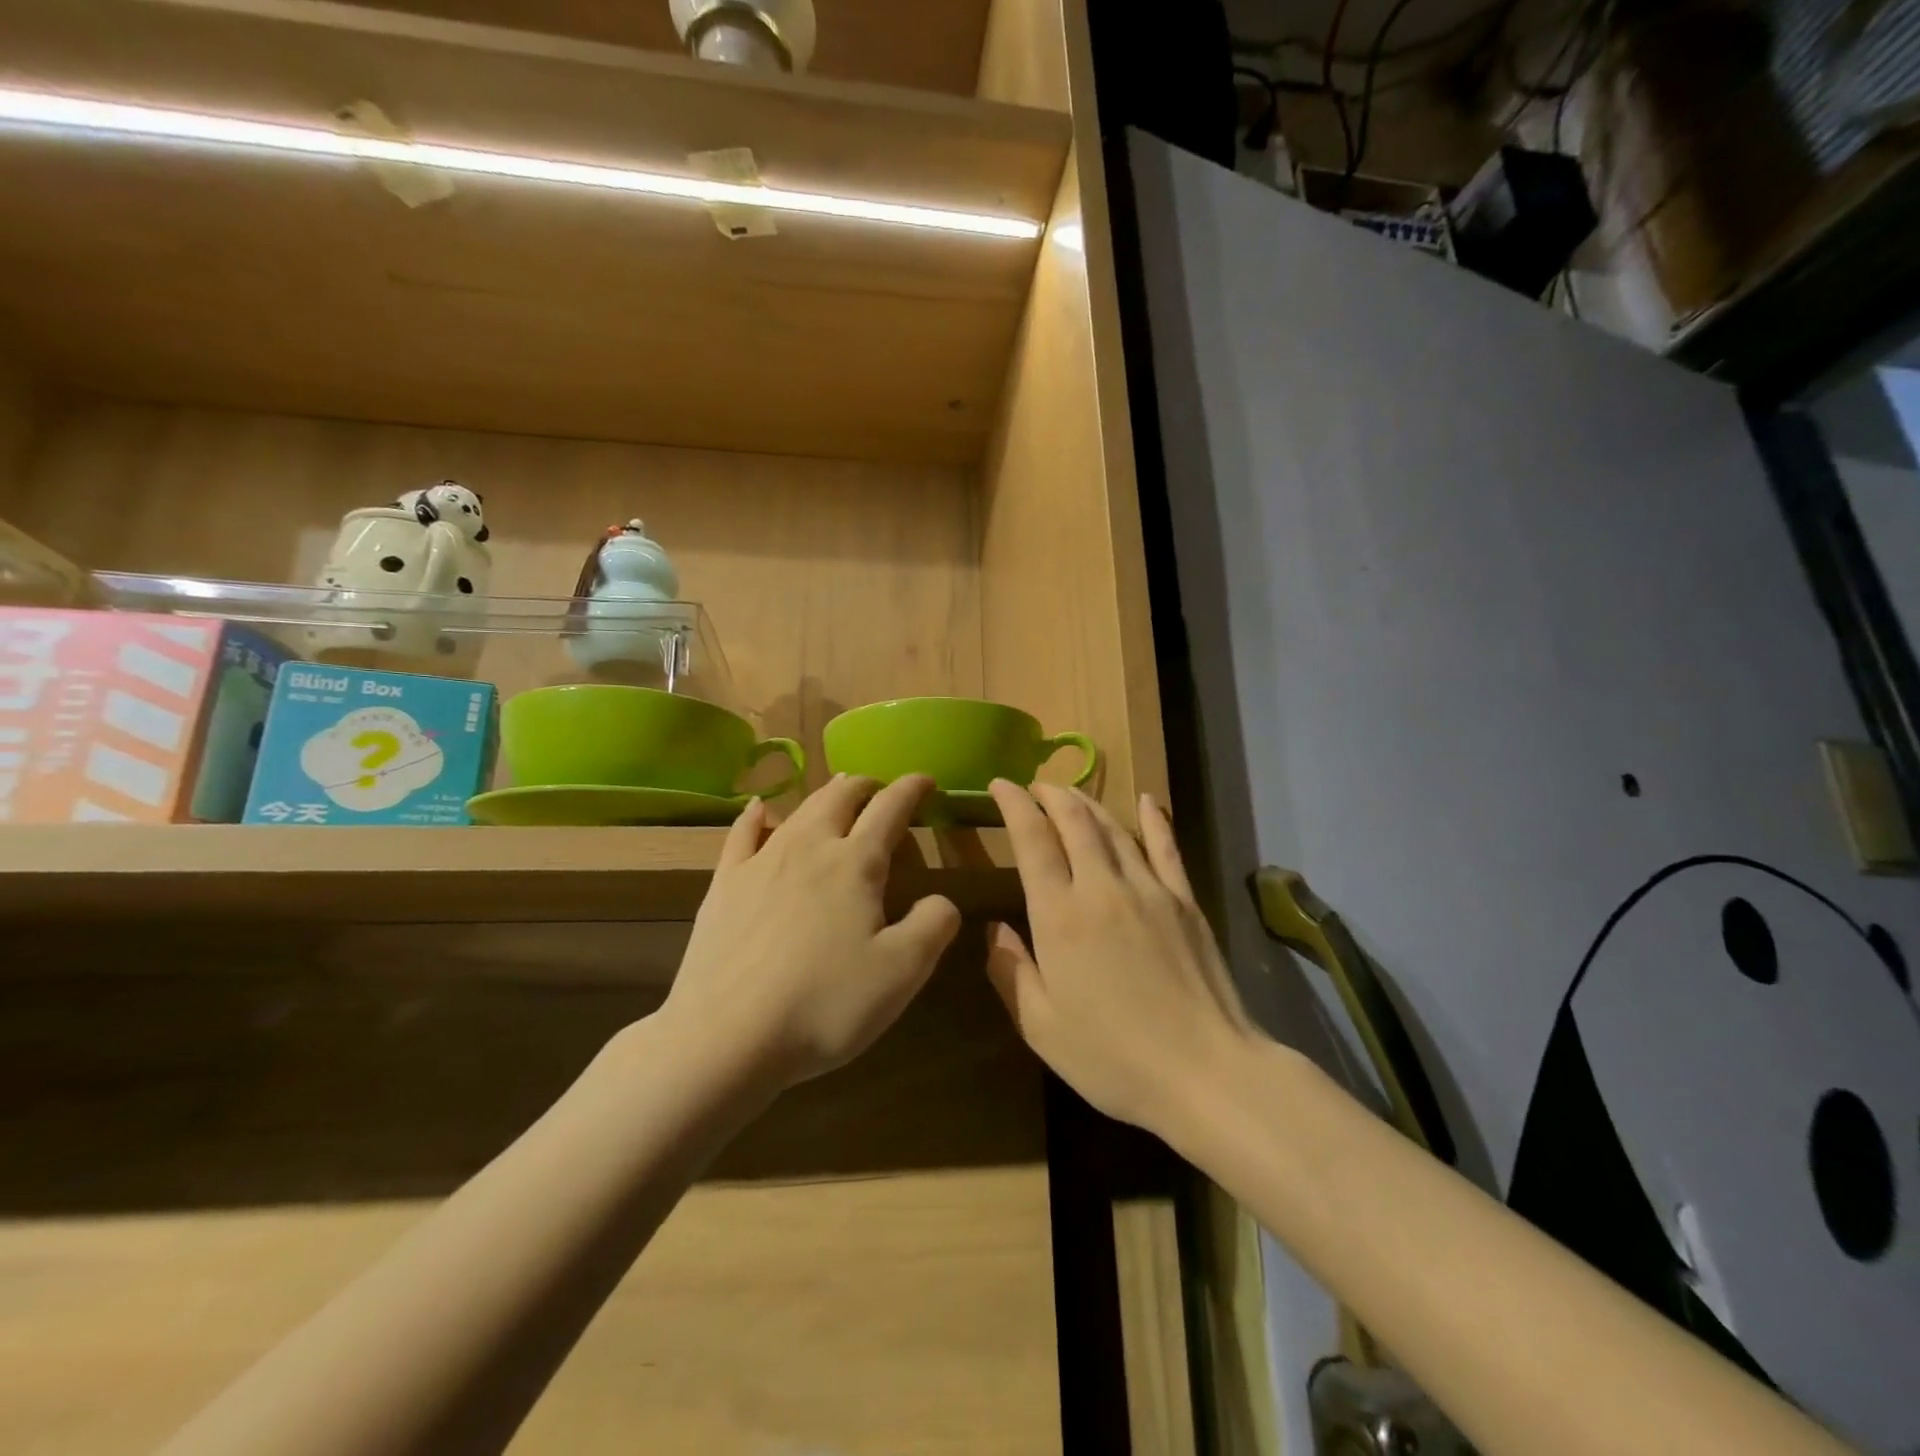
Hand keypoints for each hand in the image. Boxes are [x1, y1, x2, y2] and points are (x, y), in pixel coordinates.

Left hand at [663, 775, 961, 1090]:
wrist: (726, 1036)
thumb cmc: (824, 1003)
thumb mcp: (902, 972)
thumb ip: (934, 925)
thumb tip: (942, 900)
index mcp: (855, 863)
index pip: (890, 808)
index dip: (912, 789)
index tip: (926, 780)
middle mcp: (809, 847)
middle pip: (841, 797)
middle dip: (866, 786)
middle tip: (881, 788)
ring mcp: (761, 862)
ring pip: (799, 809)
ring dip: (825, 794)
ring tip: (838, 790)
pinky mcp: (724, 884)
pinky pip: (742, 834)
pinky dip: (758, 815)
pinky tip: (760, 810)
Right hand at [985, 781, 1253, 1136]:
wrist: (1206, 1073)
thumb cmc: (1113, 1058)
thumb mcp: (1041, 1027)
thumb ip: (1011, 972)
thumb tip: (994, 929)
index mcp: (1059, 916)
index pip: (1032, 840)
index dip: (1014, 805)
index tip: (1000, 785)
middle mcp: (1101, 888)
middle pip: (1074, 822)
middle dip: (1050, 795)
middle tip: (1034, 786)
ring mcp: (1149, 889)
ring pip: (1114, 828)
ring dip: (1088, 803)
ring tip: (1070, 791)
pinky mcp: (1185, 901)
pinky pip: (1166, 848)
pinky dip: (1154, 819)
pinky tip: (1147, 800)